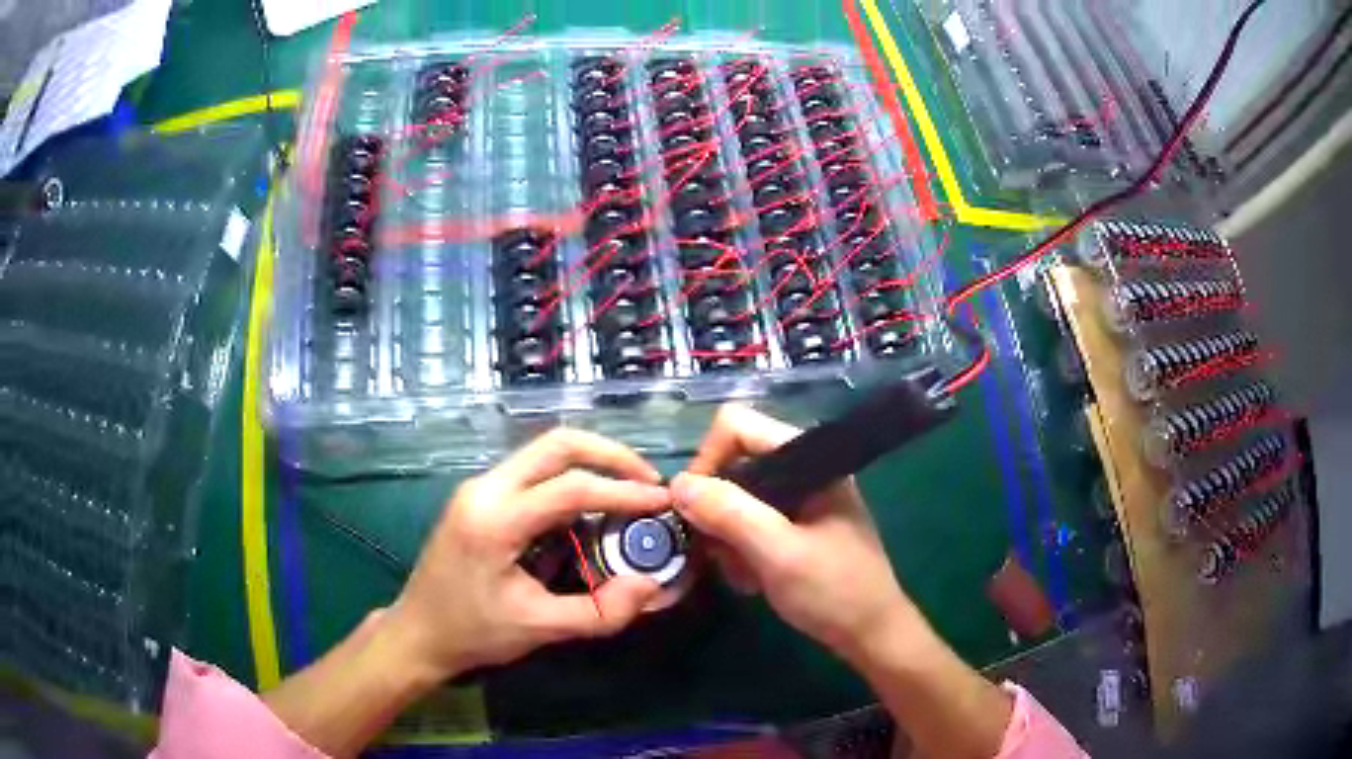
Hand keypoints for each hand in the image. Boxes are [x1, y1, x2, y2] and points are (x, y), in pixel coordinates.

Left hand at [260, 429, 668, 757]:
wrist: (417, 632)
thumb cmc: (473, 632)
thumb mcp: (539, 629)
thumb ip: (601, 611)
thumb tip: (650, 584)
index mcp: (495, 520)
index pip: (570, 488)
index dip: (623, 492)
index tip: (663, 501)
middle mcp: (485, 488)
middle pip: (556, 444)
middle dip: (610, 455)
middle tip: (648, 481)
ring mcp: (479, 487)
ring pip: (544, 452)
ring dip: (590, 463)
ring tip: (628, 493)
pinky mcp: (479, 495)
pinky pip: (532, 472)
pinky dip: (569, 479)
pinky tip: (589, 508)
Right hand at [670, 404, 920, 660]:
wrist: (871, 634)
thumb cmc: (834, 591)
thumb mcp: (778, 553)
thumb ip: (730, 513)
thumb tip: (678, 485)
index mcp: (808, 460)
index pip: (737, 427)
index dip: (707, 460)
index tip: (694, 509)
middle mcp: (802, 470)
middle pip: (733, 462)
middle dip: (715, 508)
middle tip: (716, 551)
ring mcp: (799, 499)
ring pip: (736, 497)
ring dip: (725, 535)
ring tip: (738, 573)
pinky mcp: (795, 525)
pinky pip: (749, 522)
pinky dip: (739, 548)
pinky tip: (750, 579)